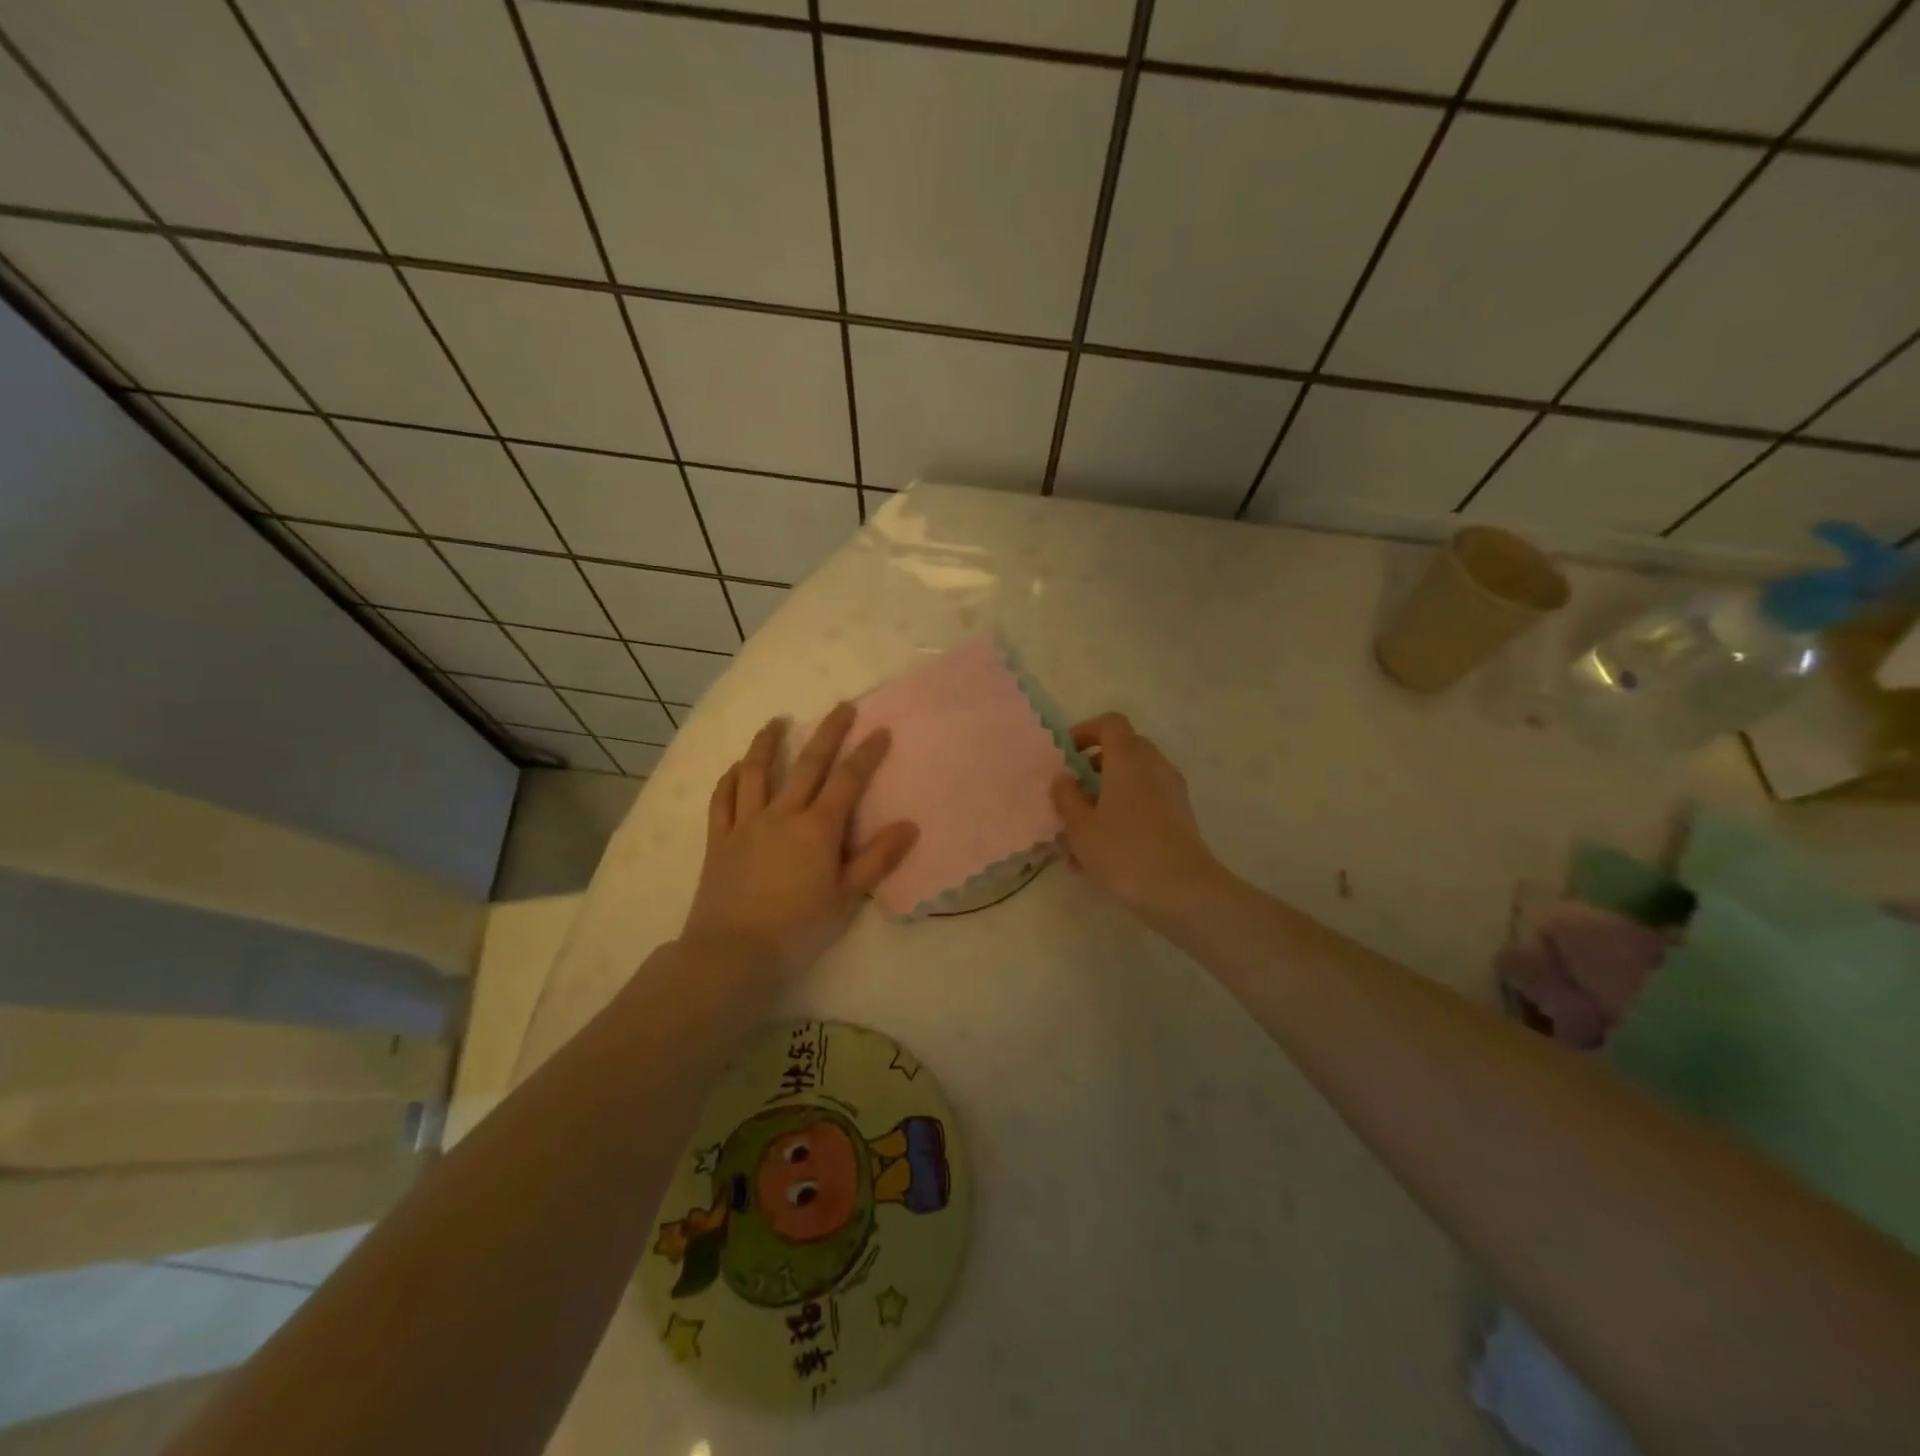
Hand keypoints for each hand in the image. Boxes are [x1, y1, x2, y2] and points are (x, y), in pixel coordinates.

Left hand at [681, 703, 917, 973]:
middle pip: (807, 764)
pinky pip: (723, 799)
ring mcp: (747, 824)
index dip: (866, 754)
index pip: (847, 780)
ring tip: (776, 722)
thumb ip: (877, 859)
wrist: (733, 952)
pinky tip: (736, 767)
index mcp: (817, 828)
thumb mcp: (846, 898)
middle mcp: (782, 814)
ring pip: (756, 772)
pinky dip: (730, 779)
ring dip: (767, 743)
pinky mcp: (720, 839)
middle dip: (827, 733)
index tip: (880, 730)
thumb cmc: (798, 928)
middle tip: (841, 707)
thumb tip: (909, 825)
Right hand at [1050, 713, 1221, 927]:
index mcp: (1128, 757)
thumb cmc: (1123, 851)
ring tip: (1081, 831)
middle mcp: (1154, 765)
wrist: (1182, 890)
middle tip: (1071, 793)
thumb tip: (1063, 778)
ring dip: (1107, 794)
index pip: (1109, 723)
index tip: (1066, 756)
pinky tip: (1102, 853)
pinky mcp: (1180, 816)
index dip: (1085, 732)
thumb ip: (1066, 797)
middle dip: (1094, 767)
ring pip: (1134, 780)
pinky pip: (1146, 802)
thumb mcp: (1080, 826)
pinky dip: (1124, 813)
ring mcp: (1172, 790)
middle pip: (1123, 750)